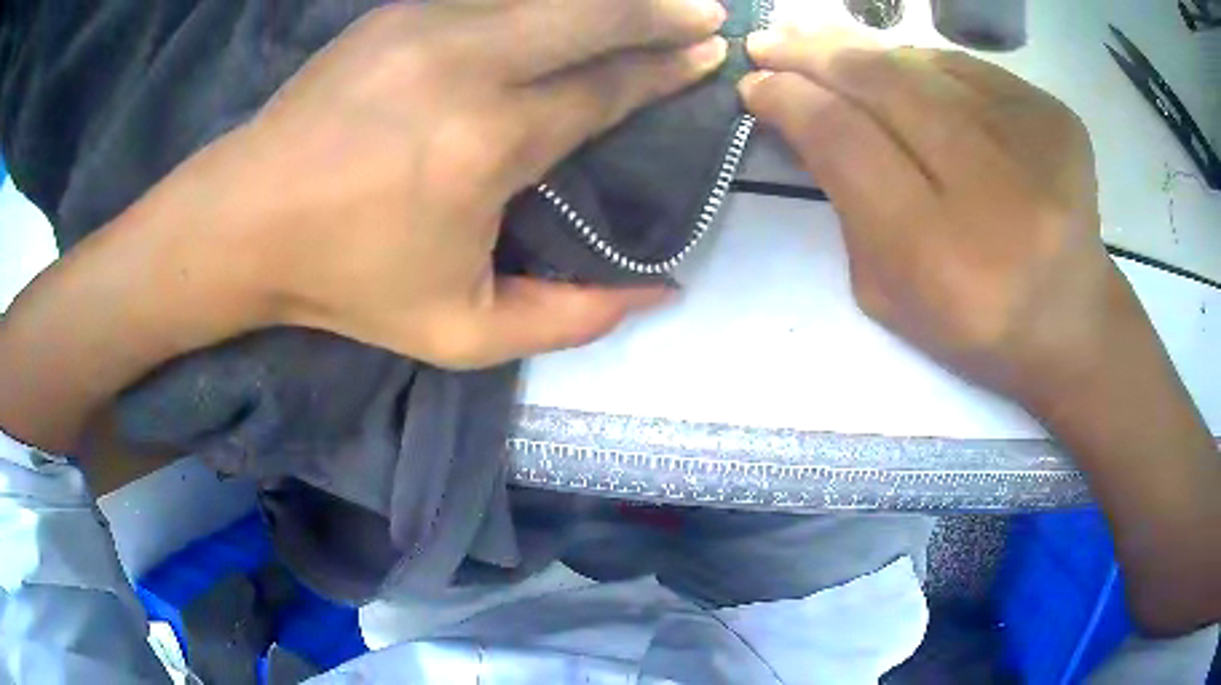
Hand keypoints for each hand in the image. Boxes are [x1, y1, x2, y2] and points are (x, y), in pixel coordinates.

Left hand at [187, 0, 727, 368]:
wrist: (245, 221)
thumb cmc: (346, 281)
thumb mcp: (460, 333)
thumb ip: (569, 320)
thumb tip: (658, 293)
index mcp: (489, 142)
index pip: (606, 86)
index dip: (665, 69)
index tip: (707, 55)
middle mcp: (468, 63)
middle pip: (591, 13)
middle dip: (659, 9)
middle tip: (706, 13)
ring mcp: (427, 24)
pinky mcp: (396, 13)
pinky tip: (565, 5)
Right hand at [737, 30, 1220, 635]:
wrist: (1080, 337)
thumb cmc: (981, 340)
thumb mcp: (893, 295)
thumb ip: (850, 205)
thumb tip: (804, 124)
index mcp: (946, 257)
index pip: (848, 139)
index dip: (794, 101)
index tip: (753, 83)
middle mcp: (993, 190)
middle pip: (887, 88)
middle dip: (820, 58)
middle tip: (773, 42)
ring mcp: (1037, 148)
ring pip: (926, 68)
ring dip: (869, 53)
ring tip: (828, 45)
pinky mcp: (1060, 126)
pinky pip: (969, 76)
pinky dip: (924, 67)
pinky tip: (905, 77)